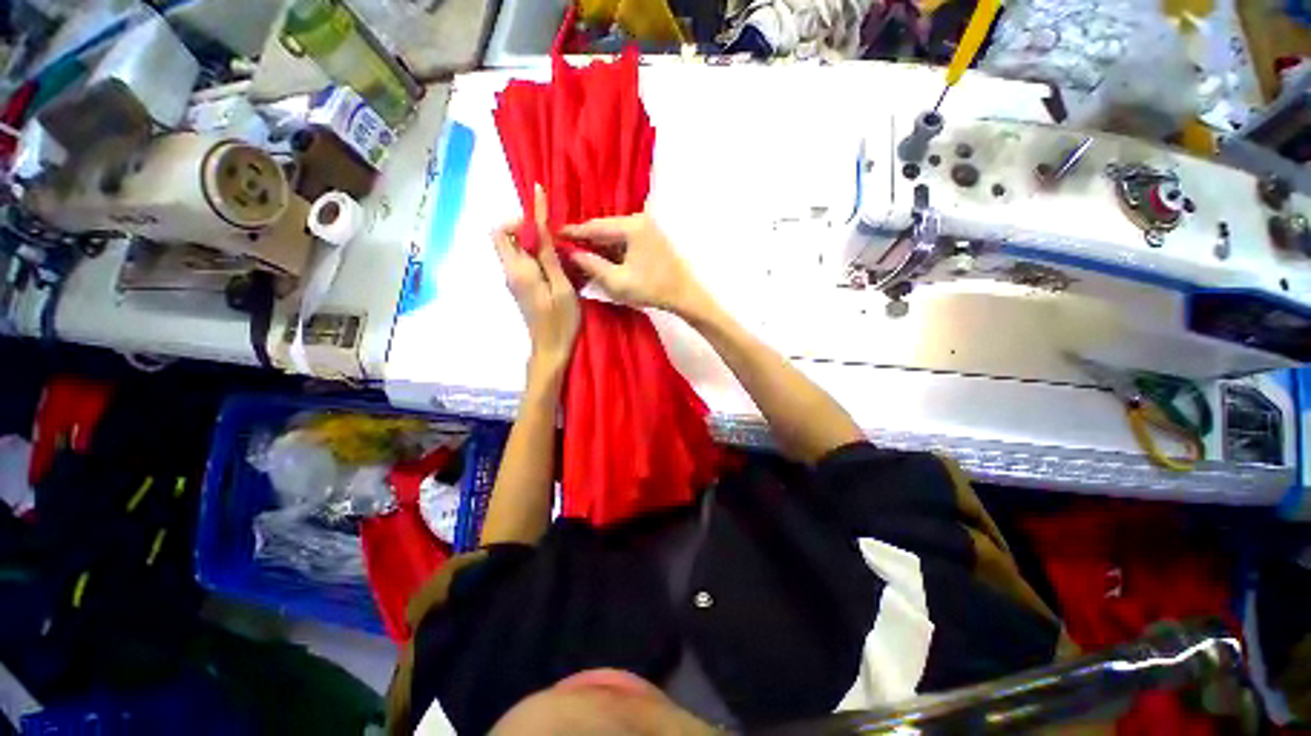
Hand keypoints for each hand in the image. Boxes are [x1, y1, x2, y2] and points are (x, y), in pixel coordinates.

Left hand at [494, 187, 580, 376]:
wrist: (551, 350)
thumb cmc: (561, 321)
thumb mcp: (562, 287)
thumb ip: (548, 256)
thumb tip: (537, 224)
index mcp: (518, 270)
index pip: (502, 231)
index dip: (520, 217)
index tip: (542, 214)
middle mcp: (510, 272)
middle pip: (505, 237)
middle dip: (526, 228)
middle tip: (553, 234)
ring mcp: (514, 281)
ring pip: (514, 249)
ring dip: (533, 242)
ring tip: (560, 248)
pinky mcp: (521, 288)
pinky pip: (523, 262)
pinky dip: (536, 255)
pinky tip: (557, 264)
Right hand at [560, 214, 708, 317]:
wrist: (684, 295)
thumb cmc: (652, 289)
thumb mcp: (617, 281)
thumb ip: (591, 265)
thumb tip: (571, 254)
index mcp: (631, 226)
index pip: (594, 226)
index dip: (573, 233)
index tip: (554, 236)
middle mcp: (639, 220)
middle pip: (604, 229)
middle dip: (585, 240)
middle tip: (565, 249)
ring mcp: (647, 228)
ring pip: (614, 235)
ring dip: (599, 247)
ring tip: (579, 257)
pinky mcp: (651, 238)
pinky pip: (625, 241)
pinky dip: (612, 251)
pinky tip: (601, 260)